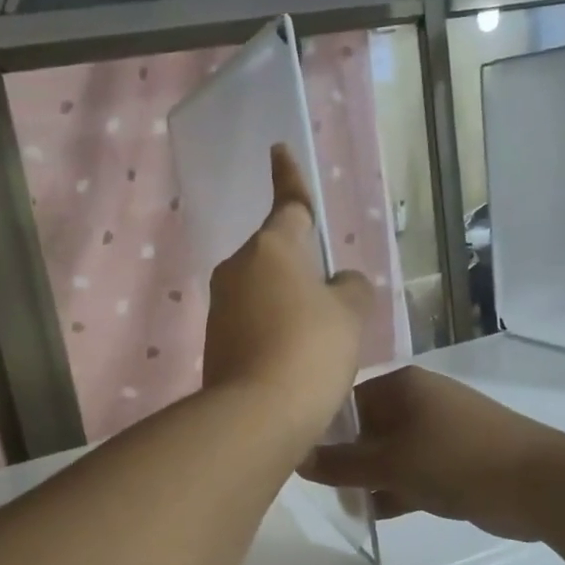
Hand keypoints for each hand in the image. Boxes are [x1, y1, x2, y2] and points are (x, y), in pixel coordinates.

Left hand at [203, 146, 373, 454]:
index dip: (290, 176)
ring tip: (319, 342)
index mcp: (273, 247)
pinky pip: (253, 322)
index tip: (278, 149)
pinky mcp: (214, 341)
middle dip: (302, 268)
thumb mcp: (349, 314)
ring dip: (290, 304)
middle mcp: (238, 269)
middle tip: (333, 300)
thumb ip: (350, 288)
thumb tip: (339, 283)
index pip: (290, 204)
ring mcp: (220, 306)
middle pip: (278, 255)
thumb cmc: (311, 350)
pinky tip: (294, 362)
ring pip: (265, 291)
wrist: (256, 415)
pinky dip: (274, 331)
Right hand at [301, 366, 557, 542]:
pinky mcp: (455, 461)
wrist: (539, 484)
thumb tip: (297, 459)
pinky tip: (374, 513)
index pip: (346, 400)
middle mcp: (419, 402)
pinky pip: (412, 471)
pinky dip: (395, 489)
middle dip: (345, 458)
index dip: (321, 428)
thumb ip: (341, 464)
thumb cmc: (455, 460)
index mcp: (402, 386)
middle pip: (367, 428)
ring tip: (346, 505)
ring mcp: (440, 432)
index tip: (300, 458)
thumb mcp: (390, 463)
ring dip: (369, 478)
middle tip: (321, 487)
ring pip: (389, 453)